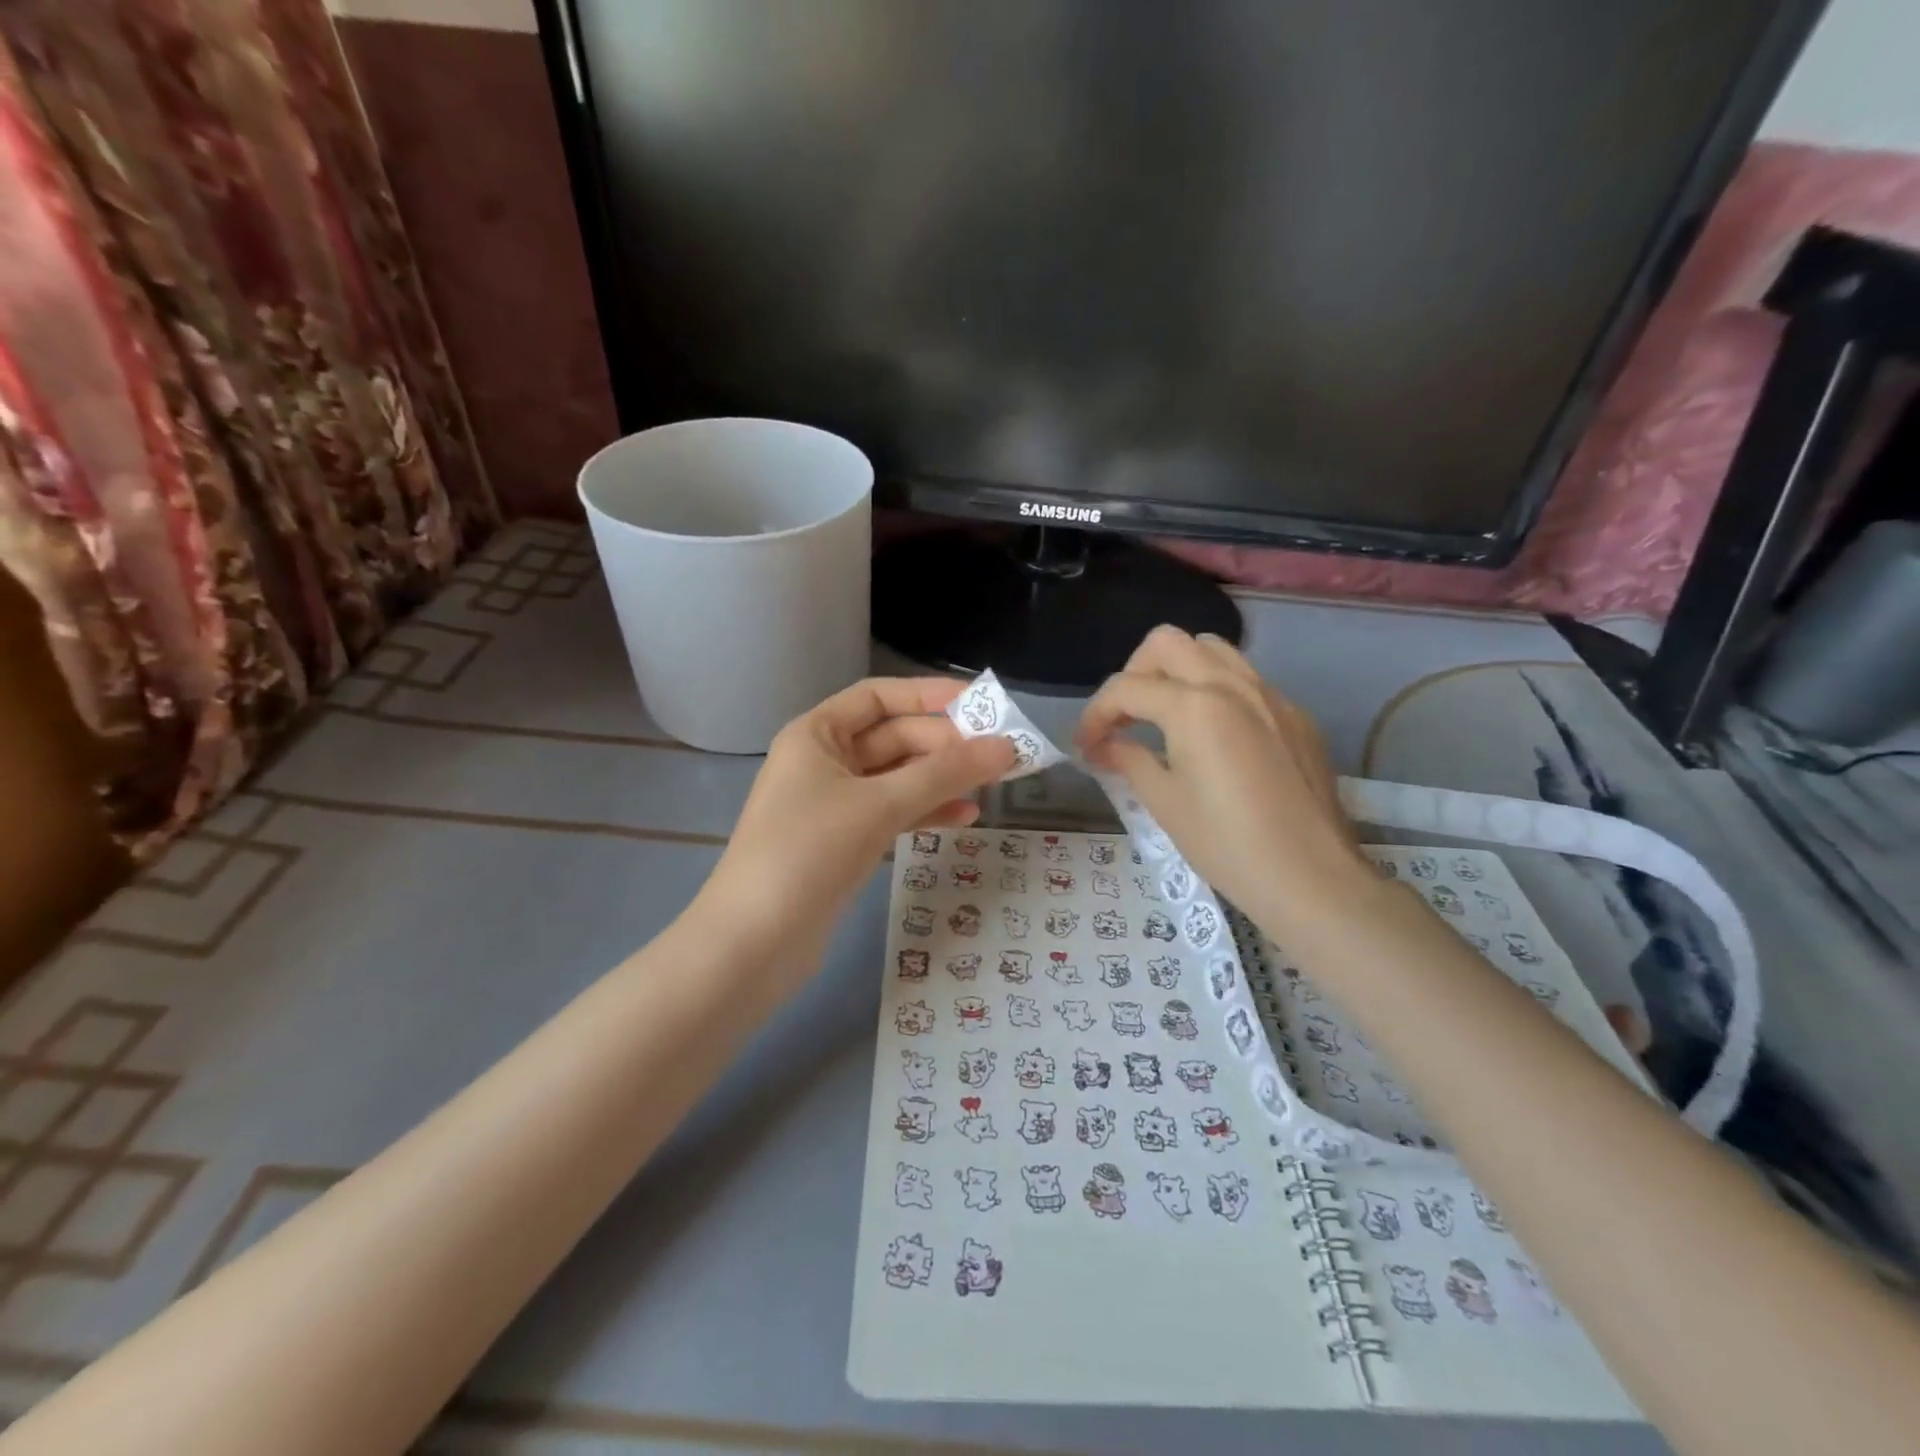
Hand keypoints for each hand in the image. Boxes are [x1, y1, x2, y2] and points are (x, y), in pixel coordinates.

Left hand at [699, 678, 1015, 985]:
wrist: (752, 944)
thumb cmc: (808, 853)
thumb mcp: (880, 805)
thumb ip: (945, 773)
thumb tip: (1006, 747)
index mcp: (816, 735)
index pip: (878, 697)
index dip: (928, 695)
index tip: (980, 705)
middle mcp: (823, 761)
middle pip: (894, 738)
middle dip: (945, 744)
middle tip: (1001, 754)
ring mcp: (833, 804)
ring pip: (898, 778)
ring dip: (942, 779)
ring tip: (994, 783)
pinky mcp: (844, 842)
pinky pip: (893, 813)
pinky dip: (926, 812)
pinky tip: (965, 818)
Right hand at [1075, 626, 1372, 934]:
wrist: (1310, 877)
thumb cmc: (1226, 844)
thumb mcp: (1164, 802)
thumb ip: (1128, 760)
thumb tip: (1102, 746)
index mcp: (1194, 705)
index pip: (1126, 688)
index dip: (1094, 714)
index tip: (1085, 745)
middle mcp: (1232, 684)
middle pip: (1166, 644)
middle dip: (1134, 673)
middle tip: (1125, 717)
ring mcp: (1270, 695)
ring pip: (1212, 650)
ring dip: (1177, 671)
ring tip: (1165, 715)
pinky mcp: (1295, 716)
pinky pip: (1246, 680)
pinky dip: (1215, 690)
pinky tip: (1213, 737)